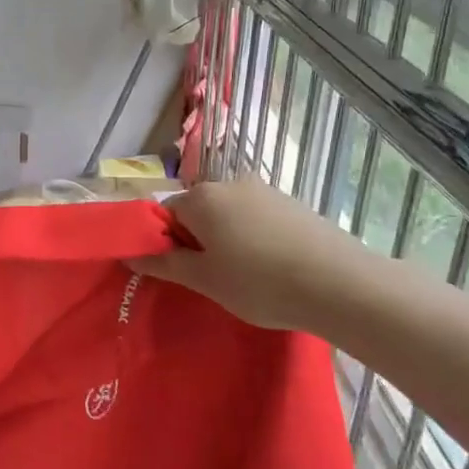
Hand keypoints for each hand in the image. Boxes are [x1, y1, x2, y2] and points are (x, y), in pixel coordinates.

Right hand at [132, 179, 368, 333]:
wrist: (341, 285)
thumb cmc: (259, 282)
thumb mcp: (204, 279)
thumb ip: (163, 263)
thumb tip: (128, 253)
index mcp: (202, 197)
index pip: (165, 214)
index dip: (166, 243)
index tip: (181, 273)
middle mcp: (231, 183)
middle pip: (198, 211)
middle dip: (197, 240)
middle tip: (211, 278)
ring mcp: (266, 191)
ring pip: (229, 215)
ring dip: (227, 240)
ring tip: (245, 277)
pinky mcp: (293, 204)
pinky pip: (257, 219)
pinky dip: (255, 239)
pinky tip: (271, 268)